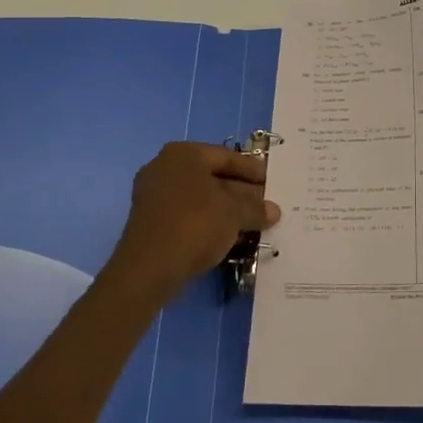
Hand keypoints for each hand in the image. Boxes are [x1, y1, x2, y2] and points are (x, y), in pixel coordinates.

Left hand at [104, 143, 279, 304]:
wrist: (148, 269)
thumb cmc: (195, 225)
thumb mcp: (234, 214)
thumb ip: (256, 208)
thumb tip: (274, 211)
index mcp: (184, 154)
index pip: (226, 156)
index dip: (253, 170)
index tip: (272, 181)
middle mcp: (165, 167)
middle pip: (213, 176)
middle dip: (241, 191)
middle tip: (266, 203)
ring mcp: (154, 194)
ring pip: (200, 197)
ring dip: (227, 208)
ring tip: (253, 221)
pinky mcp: (150, 221)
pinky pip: (187, 213)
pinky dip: (209, 220)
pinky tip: (229, 234)